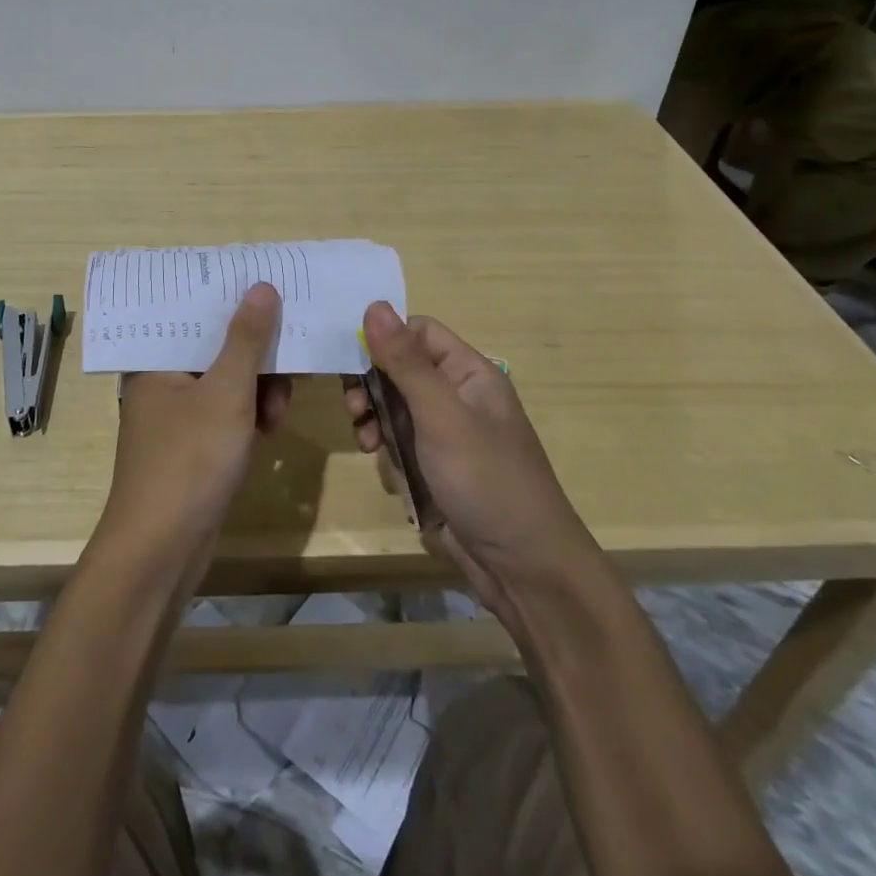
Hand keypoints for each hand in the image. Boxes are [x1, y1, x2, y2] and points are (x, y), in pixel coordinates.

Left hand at [104, 283, 292, 558]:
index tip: (273, 292)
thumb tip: (262, 286)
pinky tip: (268, 431)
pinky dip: (249, 416)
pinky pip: (226, 413)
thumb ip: (247, 339)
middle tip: (289, 367)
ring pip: (226, 382)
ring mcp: (176, 415)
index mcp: (155, 358)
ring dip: (258, 391)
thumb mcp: (226, 392)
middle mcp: (161, 380)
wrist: (161, 550)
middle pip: (216, 347)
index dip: (235, 301)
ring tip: (277, 415)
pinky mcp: (191, 445)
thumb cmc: (189, 460)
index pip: (195, 312)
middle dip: (256, 358)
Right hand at [342, 303, 596, 624]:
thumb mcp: (442, 417)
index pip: (418, 332)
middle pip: (399, 369)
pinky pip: (397, 443)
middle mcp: (457, 396)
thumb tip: (374, 305)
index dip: (384, 339)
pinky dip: (386, 451)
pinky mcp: (434, 468)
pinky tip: (385, 468)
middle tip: (354, 408)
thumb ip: (405, 362)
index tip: (351, 359)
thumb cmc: (487, 481)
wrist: (525, 570)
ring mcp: (445, 434)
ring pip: (392, 408)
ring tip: (366, 442)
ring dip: (374, 420)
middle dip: (371, 386)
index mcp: (469, 373)